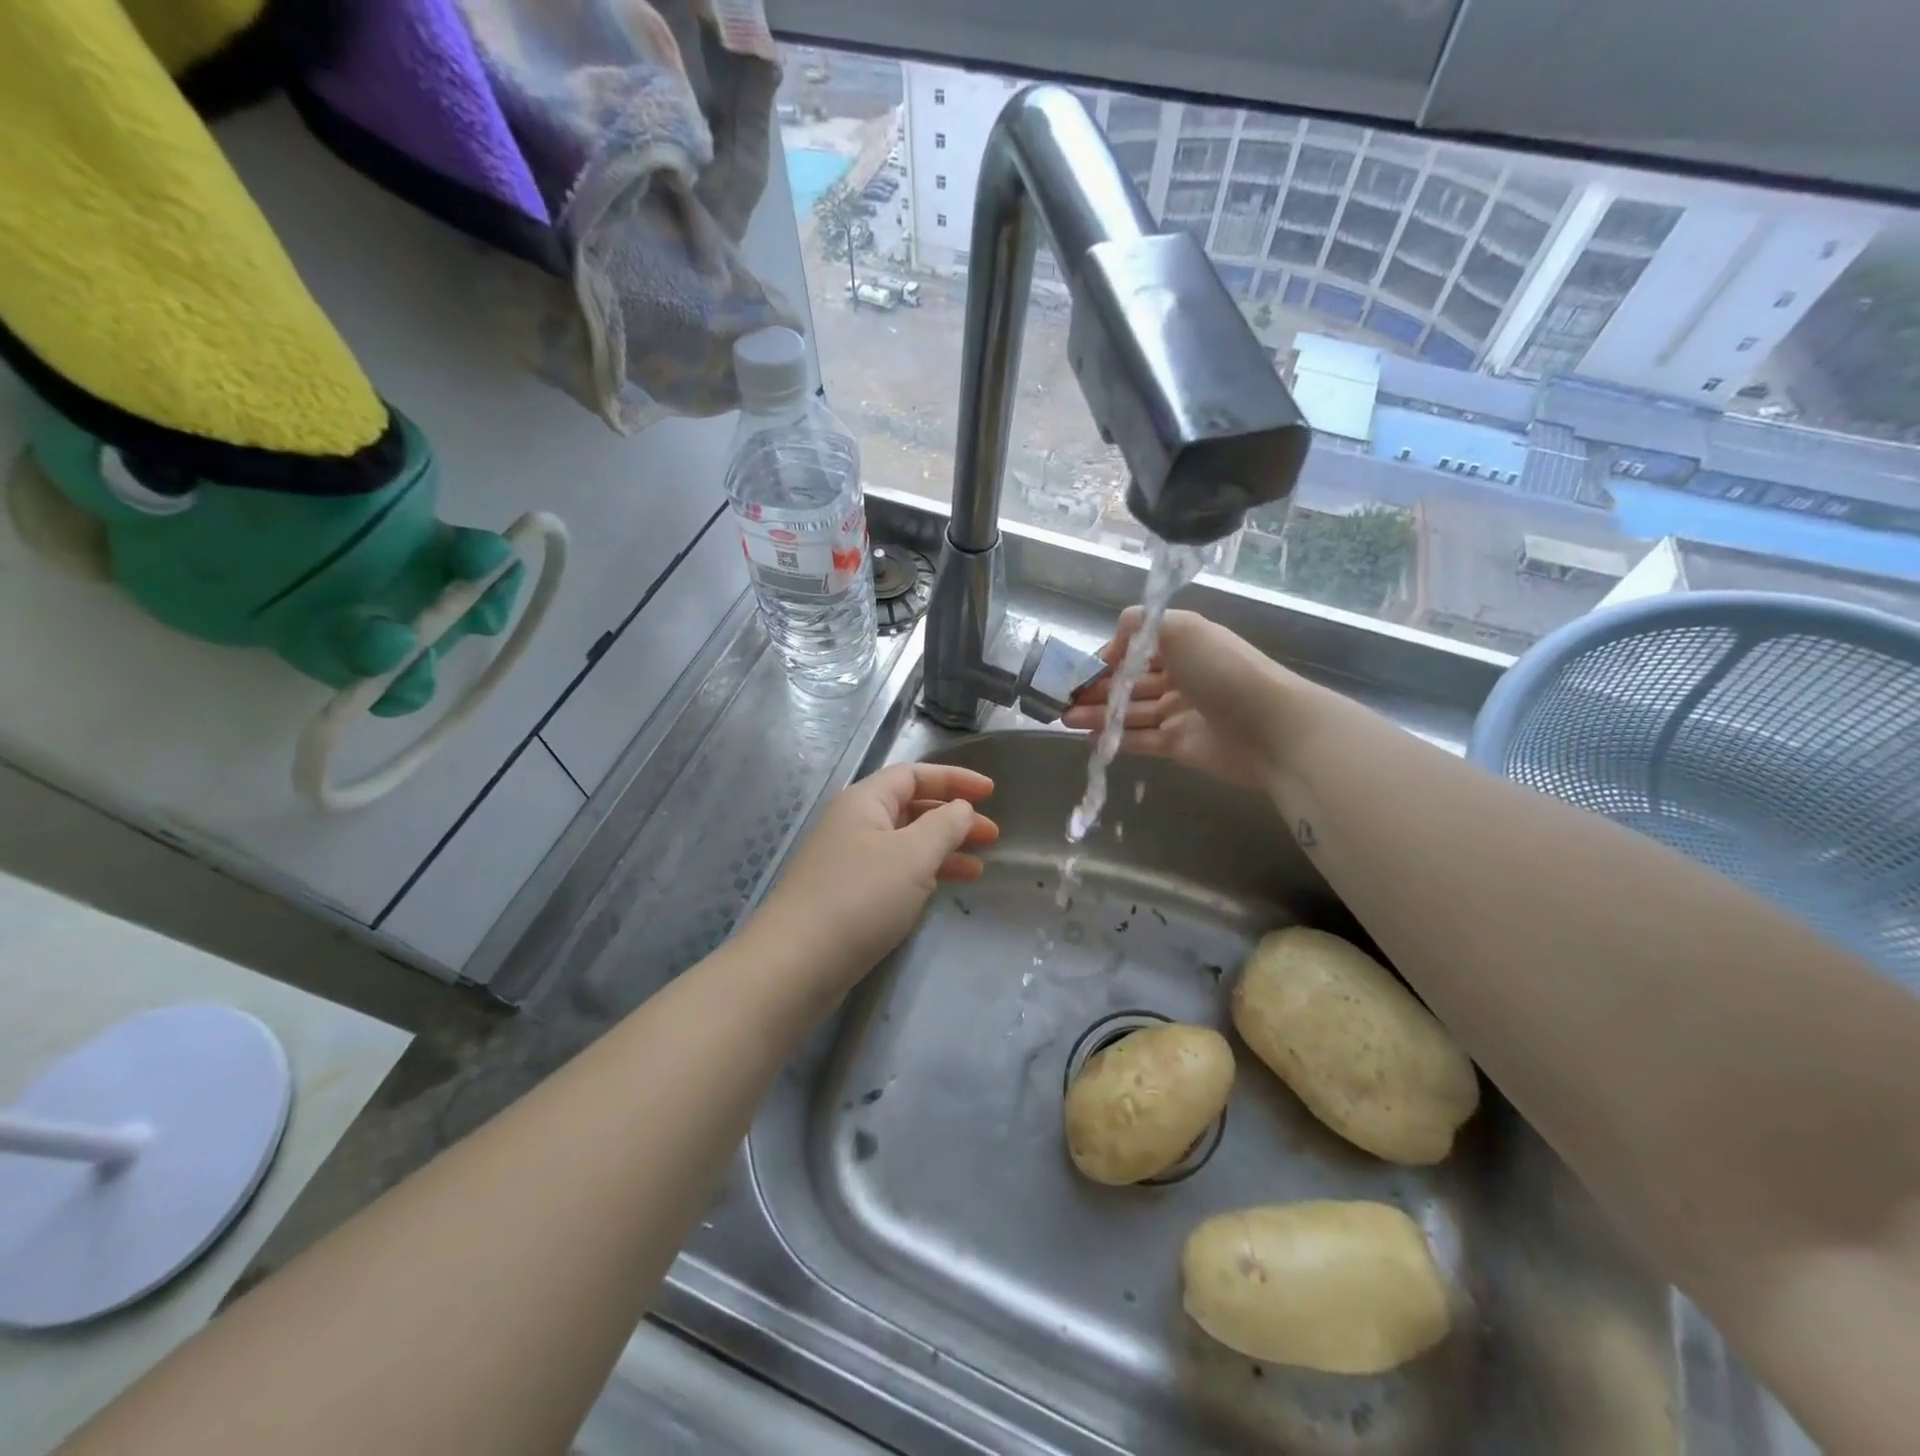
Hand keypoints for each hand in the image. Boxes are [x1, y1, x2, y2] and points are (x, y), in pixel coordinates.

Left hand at [749, 763, 998, 989]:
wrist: (796, 963)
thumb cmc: (860, 897)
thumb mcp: (913, 855)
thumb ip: (945, 825)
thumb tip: (962, 808)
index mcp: (864, 801)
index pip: (914, 775)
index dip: (954, 779)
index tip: (991, 792)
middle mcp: (853, 824)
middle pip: (910, 808)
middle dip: (953, 818)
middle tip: (992, 836)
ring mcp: (848, 861)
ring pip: (905, 843)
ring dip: (942, 849)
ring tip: (979, 867)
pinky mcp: (847, 896)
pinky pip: (894, 872)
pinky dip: (923, 874)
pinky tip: (943, 888)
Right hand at [1060, 608, 1299, 788]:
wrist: (1270, 727)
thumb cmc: (1223, 671)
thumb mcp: (1182, 628)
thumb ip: (1140, 624)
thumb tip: (1113, 646)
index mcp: (1184, 645)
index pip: (1138, 649)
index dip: (1109, 657)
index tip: (1080, 667)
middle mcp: (1181, 676)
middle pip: (1130, 682)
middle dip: (1097, 689)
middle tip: (1063, 698)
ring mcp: (1180, 713)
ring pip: (1131, 712)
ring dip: (1098, 714)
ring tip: (1066, 719)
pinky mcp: (1179, 745)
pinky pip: (1140, 740)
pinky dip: (1116, 739)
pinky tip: (1091, 739)